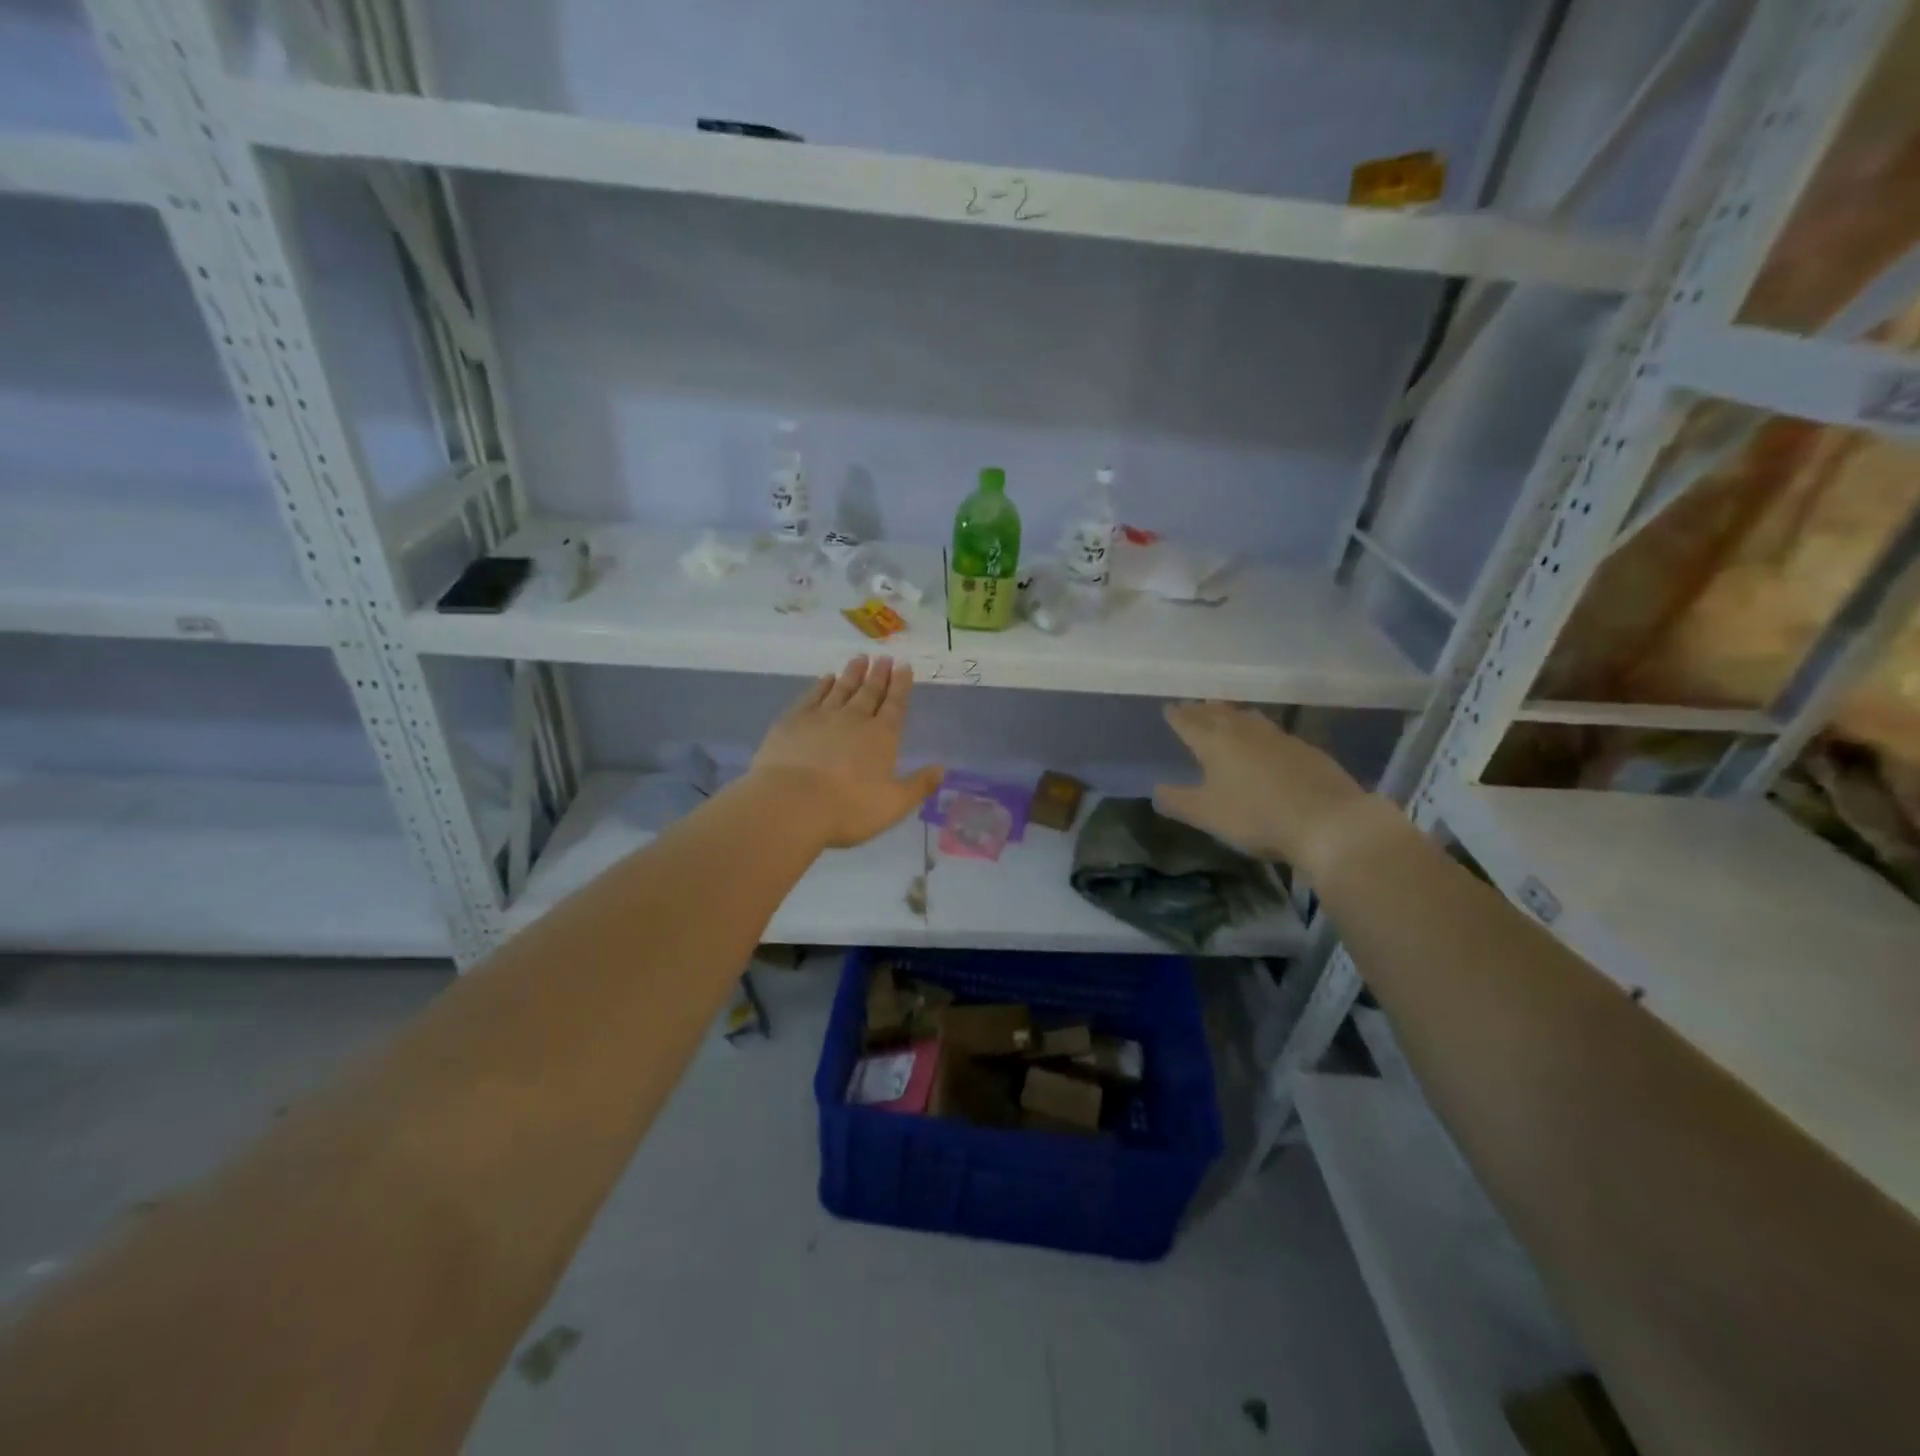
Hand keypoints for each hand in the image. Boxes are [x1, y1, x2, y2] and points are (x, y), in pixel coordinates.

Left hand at [749, 655, 943, 849]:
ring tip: (860, 658)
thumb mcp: (893, 804)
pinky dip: (821, 685)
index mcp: (881, 737)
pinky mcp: (793, 721)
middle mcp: (854, 719)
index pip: (895, 705)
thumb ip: (919, 785)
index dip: (901, 685)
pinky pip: (812, 696)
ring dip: (852, 673)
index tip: (904, 666)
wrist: (792, 804)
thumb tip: (942, 768)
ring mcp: (821, 717)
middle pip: (869, 692)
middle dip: (879, 674)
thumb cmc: (848, 808)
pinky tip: (826, 678)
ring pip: (841, 688)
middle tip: (884, 657)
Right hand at [1152, 702, 1371, 871]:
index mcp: (1215, 743)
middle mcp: (1245, 732)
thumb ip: (1178, 801)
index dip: (1177, 715)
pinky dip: (1260, 730)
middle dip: (1203, 710)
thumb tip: (1156, 790)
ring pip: (1248, 718)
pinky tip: (1265, 740)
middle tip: (1192, 705)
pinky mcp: (1306, 750)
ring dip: (1233, 713)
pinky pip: (1273, 731)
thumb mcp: (1207, 815)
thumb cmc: (1256, 816)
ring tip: (1226, 713)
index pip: (1189, 723)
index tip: (1168, 707)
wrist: (1329, 821)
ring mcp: (1279, 738)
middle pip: (1219, 714)